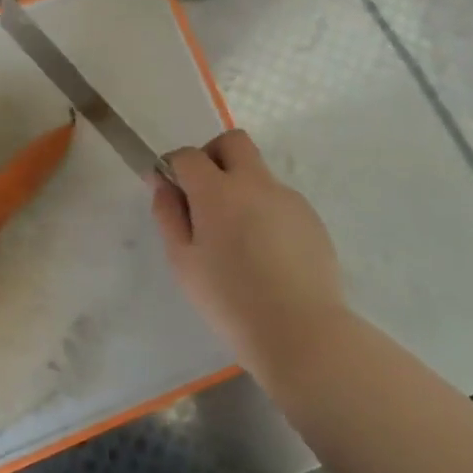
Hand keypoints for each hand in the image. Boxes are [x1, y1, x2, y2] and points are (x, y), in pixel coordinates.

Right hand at [151, 130, 346, 373]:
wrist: (300, 331)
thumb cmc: (229, 300)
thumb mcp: (183, 262)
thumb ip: (168, 215)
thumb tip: (162, 182)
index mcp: (218, 191)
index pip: (189, 155)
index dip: (174, 166)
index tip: (170, 189)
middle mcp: (255, 183)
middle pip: (232, 142)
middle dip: (212, 156)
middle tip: (204, 194)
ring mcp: (288, 198)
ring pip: (258, 172)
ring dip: (241, 187)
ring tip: (237, 238)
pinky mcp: (310, 217)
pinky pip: (279, 199)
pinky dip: (265, 211)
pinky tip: (265, 253)